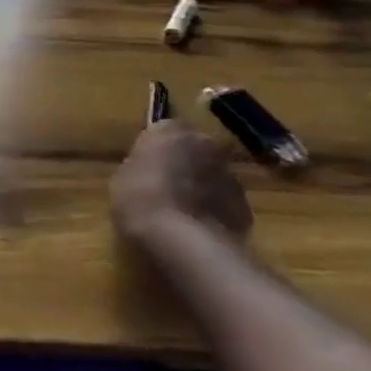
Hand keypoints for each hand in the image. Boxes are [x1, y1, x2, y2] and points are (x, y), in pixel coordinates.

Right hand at [111, 120, 252, 244]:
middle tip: (166, 186)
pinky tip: (197, 228)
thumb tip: (153, 166)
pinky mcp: (246, 207)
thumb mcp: (124, 176)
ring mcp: (231, 176)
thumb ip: (143, 164)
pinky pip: (225, 202)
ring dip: (202, 188)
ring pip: (213, 176)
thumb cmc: (140, 200)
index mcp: (172, 131)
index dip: (157, 148)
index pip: (165, 130)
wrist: (182, 241)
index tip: (148, 164)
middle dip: (185, 164)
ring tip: (182, 213)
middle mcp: (206, 145)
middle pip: (195, 150)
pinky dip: (215, 211)